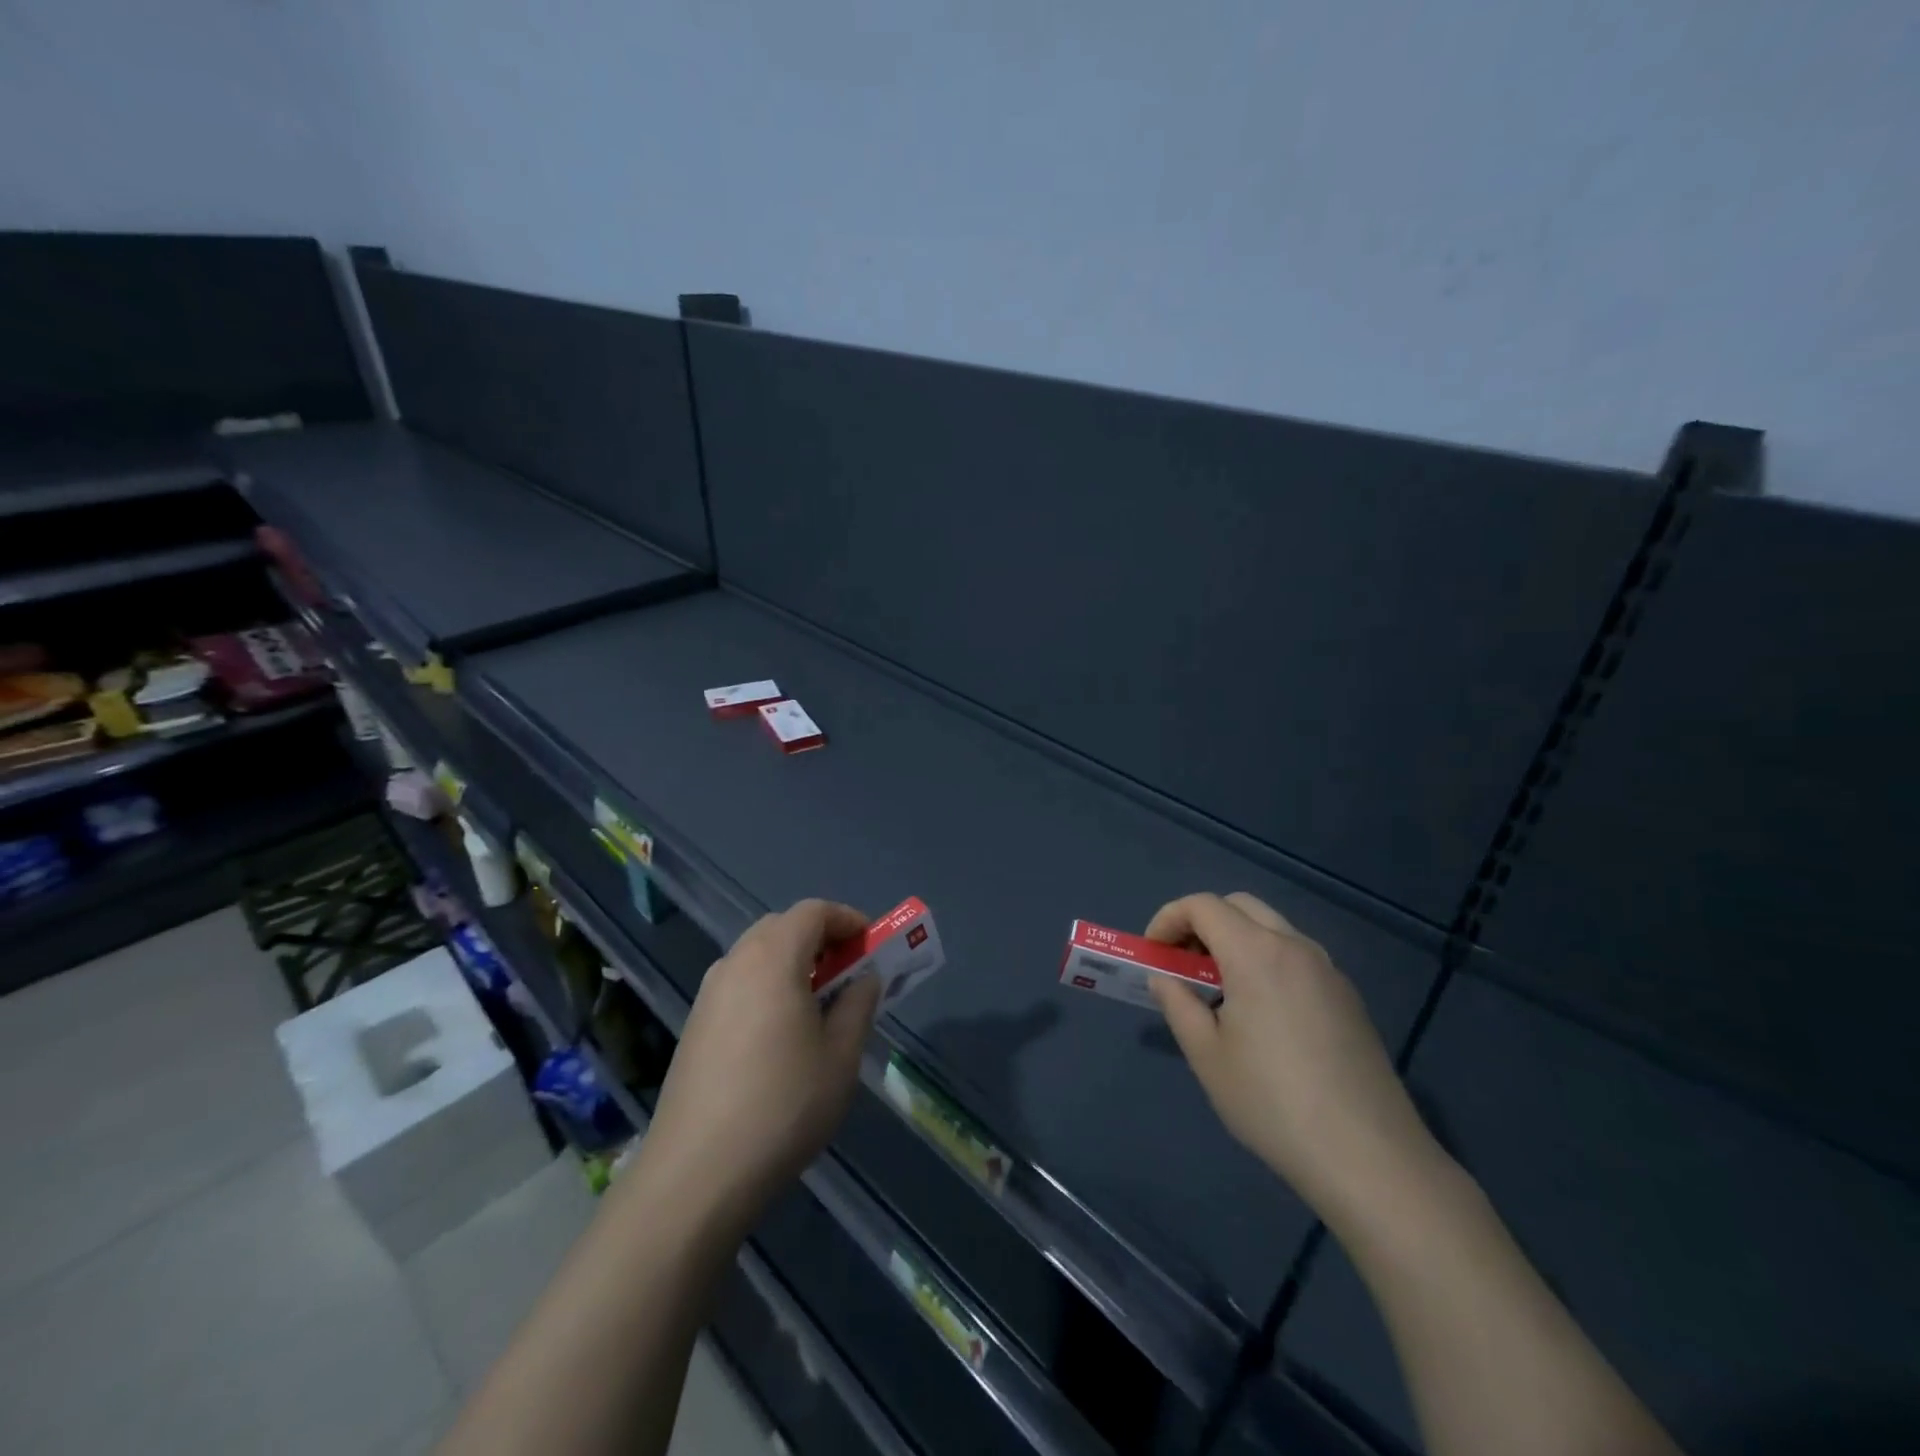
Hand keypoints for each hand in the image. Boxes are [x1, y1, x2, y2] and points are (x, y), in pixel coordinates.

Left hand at [640, 900, 880, 1230]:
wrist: (696, 1173)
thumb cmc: (783, 1105)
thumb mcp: (840, 1055)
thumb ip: (858, 1004)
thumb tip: (864, 978)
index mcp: (773, 958)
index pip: (814, 911)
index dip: (848, 920)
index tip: (872, 946)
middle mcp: (735, 963)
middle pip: (782, 927)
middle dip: (821, 940)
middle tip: (849, 974)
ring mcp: (708, 995)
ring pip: (758, 957)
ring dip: (794, 965)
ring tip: (820, 1007)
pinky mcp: (694, 1026)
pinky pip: (740, 985)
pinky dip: (769, 988)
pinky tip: (781, 1037)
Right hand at [1147, 892, 1444, 1227]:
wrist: (1370, 1158)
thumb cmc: (1272, 1102)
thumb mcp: (1207, 1056)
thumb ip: (1178, 1004)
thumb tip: (1164, 979)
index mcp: (1256, 953)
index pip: (1203, 905)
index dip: (1168, 918)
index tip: (1153, 953)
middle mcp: (1295, 947)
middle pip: (1239, 906)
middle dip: (1202, 923)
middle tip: (1183, 965)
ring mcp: (1329, 971)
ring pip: (1272, 929)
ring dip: (1236, 941)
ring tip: (1218, 993)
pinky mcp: (1349, 998)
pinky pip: (1296, 957)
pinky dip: (1266, 962)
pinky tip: (1262, 1016)